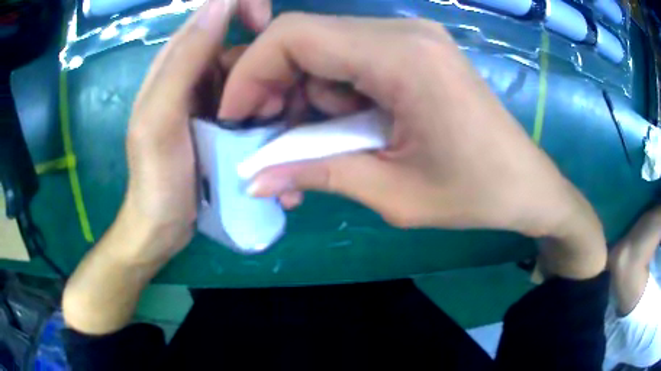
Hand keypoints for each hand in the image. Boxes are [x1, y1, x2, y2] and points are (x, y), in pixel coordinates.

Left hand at [62, 0, 270, 334]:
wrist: (163, 229)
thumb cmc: (156, 178)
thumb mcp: (160, 117)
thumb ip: (183, 59)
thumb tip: (221, 3)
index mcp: (174, 65)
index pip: (211, 14)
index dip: (241, 7)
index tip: (265, 24)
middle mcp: (195, 75)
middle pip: (241, 50)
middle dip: (263, 69)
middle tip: (270, 108)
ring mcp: (213, 101)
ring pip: (253, 80)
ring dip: (273, 99)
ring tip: (281, 132)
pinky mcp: (226, 125)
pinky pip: (254, 109)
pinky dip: (270, 120)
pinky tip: (280, 140)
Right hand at [220, 14, 605, 277]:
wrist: (526, 185)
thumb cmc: (475, 193)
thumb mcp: (394, 193)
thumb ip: (318, 174)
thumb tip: (254, 179)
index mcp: (401, 56)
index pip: (294, 35)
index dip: (251, 72)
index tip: (236, 118)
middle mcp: (402, 32)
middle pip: (304, 37)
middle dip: (271, 86)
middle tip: (266, 139)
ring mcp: (410, 38)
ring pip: (323, 50)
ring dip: (302, 96)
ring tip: (306, 147)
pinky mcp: (414, 53)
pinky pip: (349, 61)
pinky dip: (329, 94)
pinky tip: (337, 131)